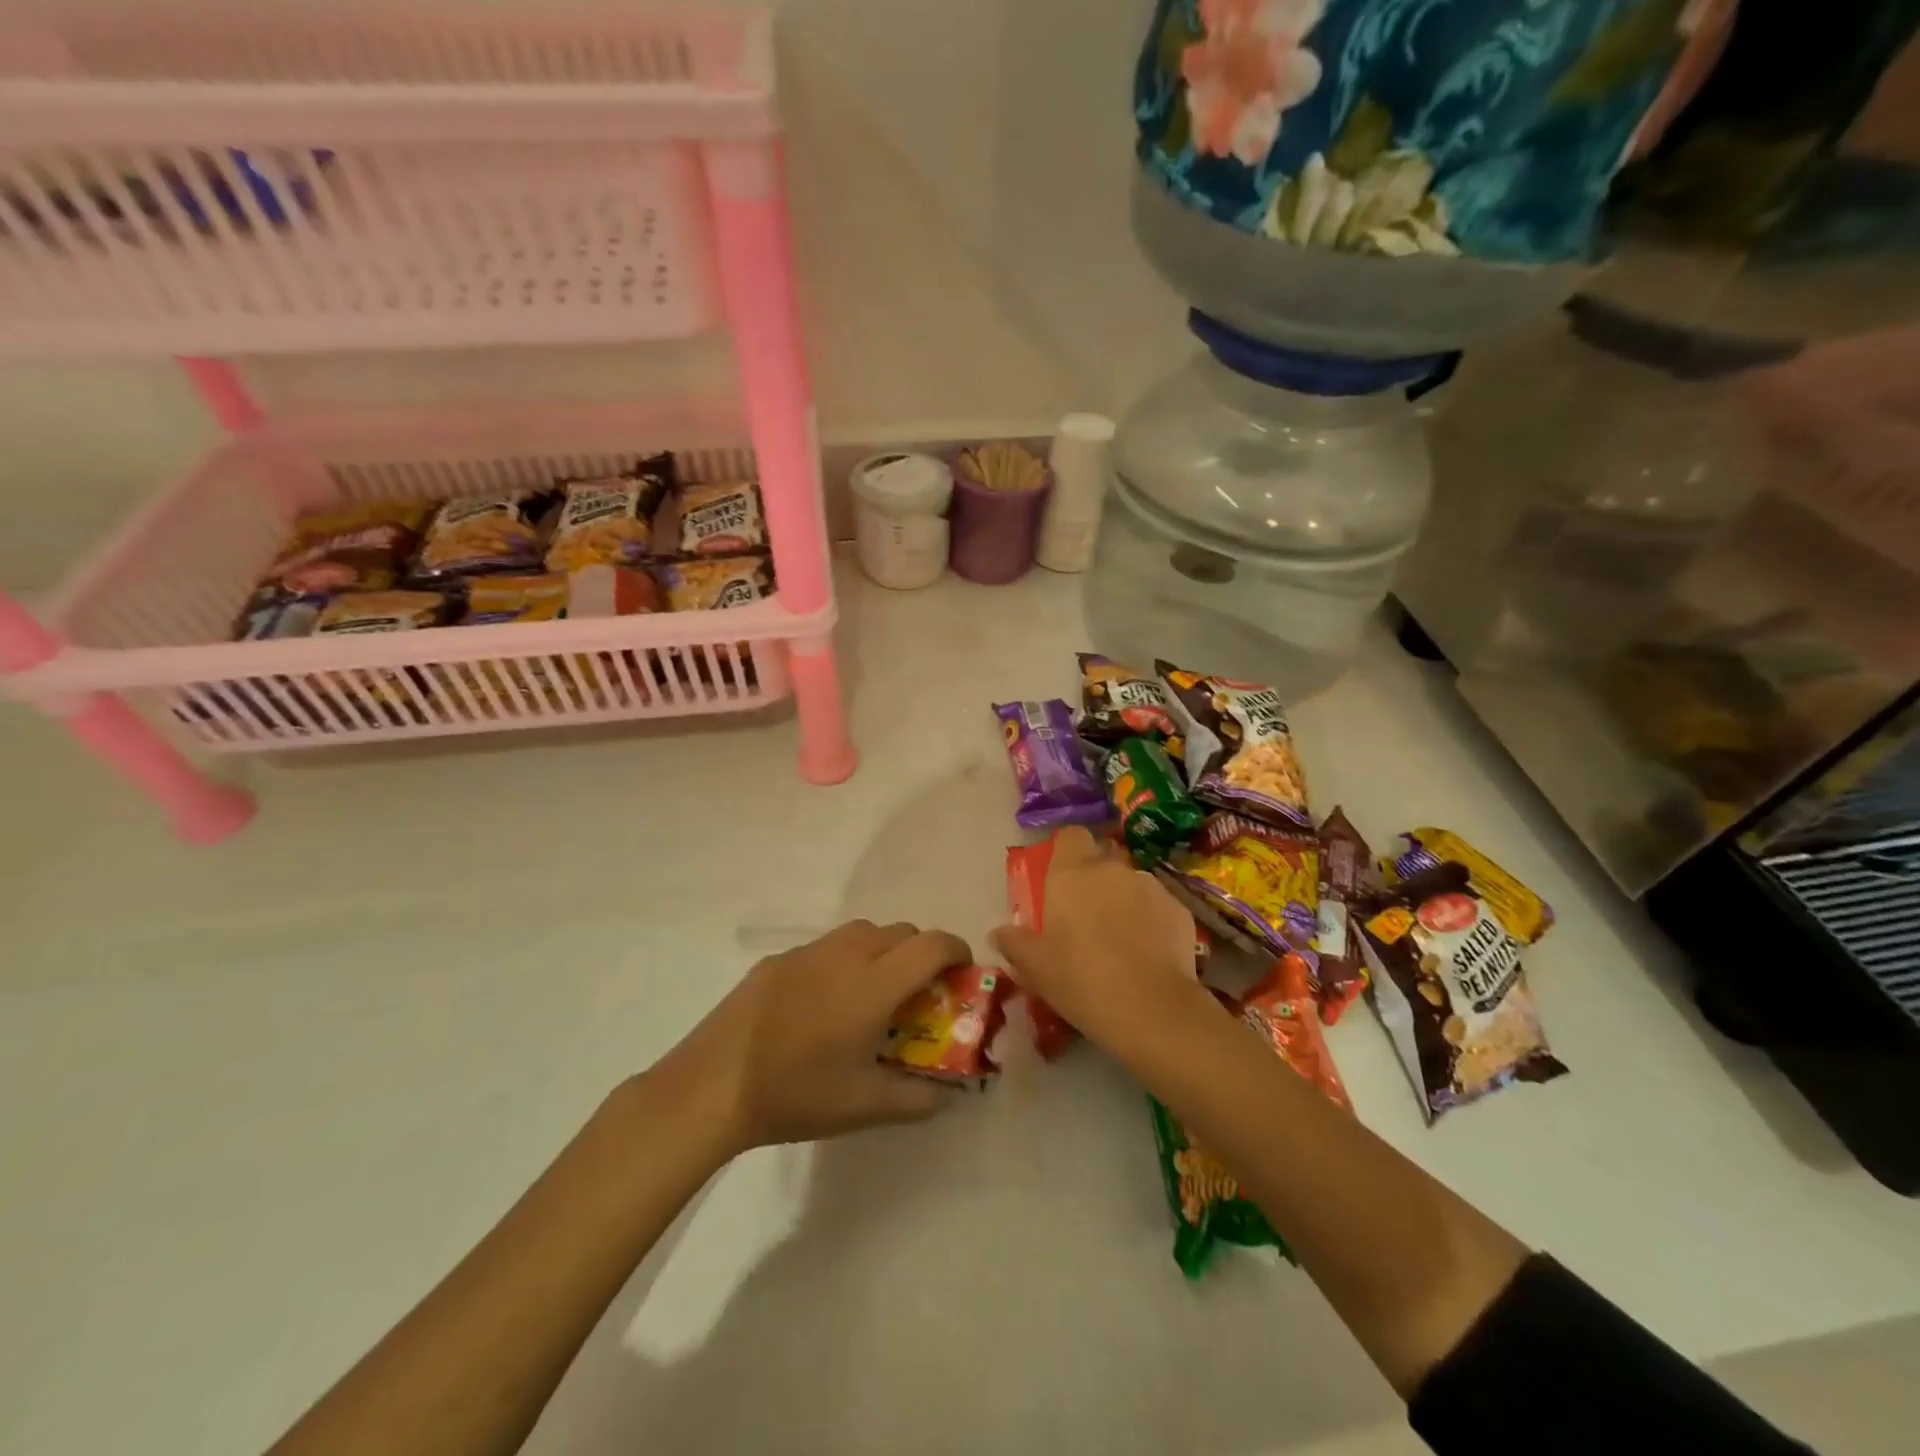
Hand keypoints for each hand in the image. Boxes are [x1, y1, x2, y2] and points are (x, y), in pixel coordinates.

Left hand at [660, 919, 973, 1152]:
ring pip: (865, 931)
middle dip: (922, 953)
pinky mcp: (780, 958)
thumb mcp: (865, 1106)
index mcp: (875, 983)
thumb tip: (948, 1094)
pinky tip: (824, 1002)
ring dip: (884, 950)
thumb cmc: (797, 1093)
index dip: (957, 952)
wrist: (714, 1083)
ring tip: (873, 993)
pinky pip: (828, 946)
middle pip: (902, 931)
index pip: (933, 944)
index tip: (962, 975)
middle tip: (918, 994)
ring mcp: (809, 951)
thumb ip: (918, 1098)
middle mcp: (847, 953)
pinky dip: (845, 960)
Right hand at [991, 827, 1200, 1050]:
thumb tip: (999, 932)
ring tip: (1122, 942)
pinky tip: (1149, 954)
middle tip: (1086, 920)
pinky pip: (1157, 906)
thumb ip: (1014, 943)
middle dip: (1095, 883)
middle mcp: (1111, 869)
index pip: (1070, 836)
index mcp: (1071, 874)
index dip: (1067, 851)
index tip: (1062, 878)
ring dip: (1124, 902)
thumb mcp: (1036, 969)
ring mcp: (1149, 886)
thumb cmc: (1081, 981)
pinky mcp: (1178, 908)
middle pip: (1101, 862)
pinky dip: (1151, 921)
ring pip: (1130, 884)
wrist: (1152, 1009)